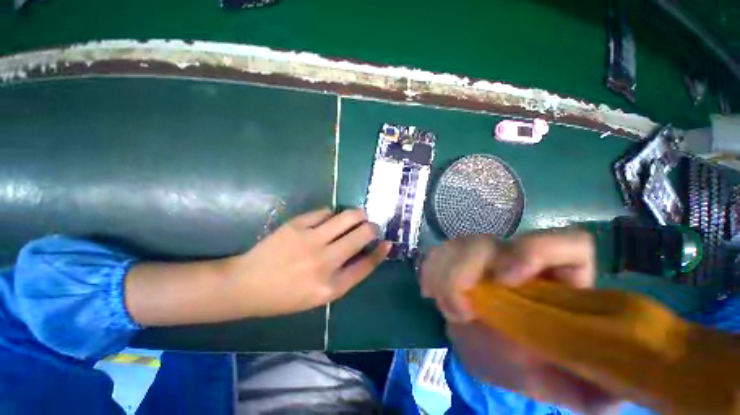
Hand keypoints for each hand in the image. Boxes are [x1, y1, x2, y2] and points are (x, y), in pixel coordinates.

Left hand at [221, 208, 389, 316]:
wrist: (246, 285)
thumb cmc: (285, 296)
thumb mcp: (319, 296)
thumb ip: (344, 275)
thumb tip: (365, 252)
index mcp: (331, 286)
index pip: (367, 264)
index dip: (380, 252)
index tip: (387, 242)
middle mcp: (324, 262)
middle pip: (362, 235)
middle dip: (372, 227)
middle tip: (370, 226)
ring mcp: (310, 240)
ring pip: (348, 216)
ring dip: (358, 214)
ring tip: (358, 216)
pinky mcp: (297, 225)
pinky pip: (325, 211)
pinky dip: (332, 214)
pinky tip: (329, 218)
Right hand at [422, 229, 619, 413]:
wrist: (494, 352)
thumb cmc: (534, 365)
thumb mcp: (564, 382)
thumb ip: (591, 387)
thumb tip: (610, 397)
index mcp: (559, 280)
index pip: (564, 244)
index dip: (534, 250)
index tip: (505, 280)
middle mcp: (517, 259)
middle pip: (488, 241)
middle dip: (465, 270)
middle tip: (457, 311)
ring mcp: (482, 258)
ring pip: (458, 244)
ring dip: (442, 273)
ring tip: (441, 306)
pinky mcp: (455, 262)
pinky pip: (437, 253)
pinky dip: (429, 270)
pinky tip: (428, 292)